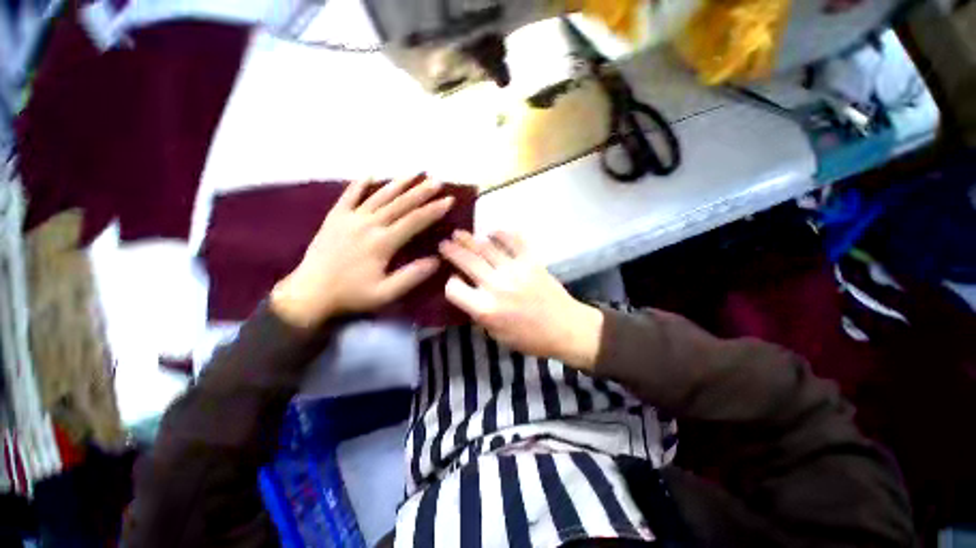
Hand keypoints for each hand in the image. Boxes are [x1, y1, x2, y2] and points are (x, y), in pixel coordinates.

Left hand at [271, 175, 453, 327]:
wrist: (309, 293)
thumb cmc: (351, 294)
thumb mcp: (385, 293)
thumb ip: (411, 276)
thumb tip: (436, 261)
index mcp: (382, 242)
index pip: (414, 221)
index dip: (433, 210)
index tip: (449, 200)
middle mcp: (368, 224)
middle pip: (400, 204)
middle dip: (421, 191)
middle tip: (437, 181)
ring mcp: (350, 218)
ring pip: (378, 196)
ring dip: (398, 183)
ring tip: (413, 173)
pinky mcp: (334, 218)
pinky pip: (348, 196)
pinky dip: (359, 184)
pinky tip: (370, 174)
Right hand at [439, 231, 602, 369]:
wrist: (566, 328)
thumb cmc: (530, 338)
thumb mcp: (497, 336)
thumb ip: (479, 315)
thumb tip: (470, 296)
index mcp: (486, 309)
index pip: (454, 289)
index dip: (450, 283)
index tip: (453, 280)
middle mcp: (496, 286)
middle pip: (467, 261)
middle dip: (451, 250)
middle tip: (444, 243)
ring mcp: (515, 270)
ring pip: (485, 248)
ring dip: (469, 239)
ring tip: (459, 233)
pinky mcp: (531, 261)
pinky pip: (514, 240)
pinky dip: (501, 233)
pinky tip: (492, 232)